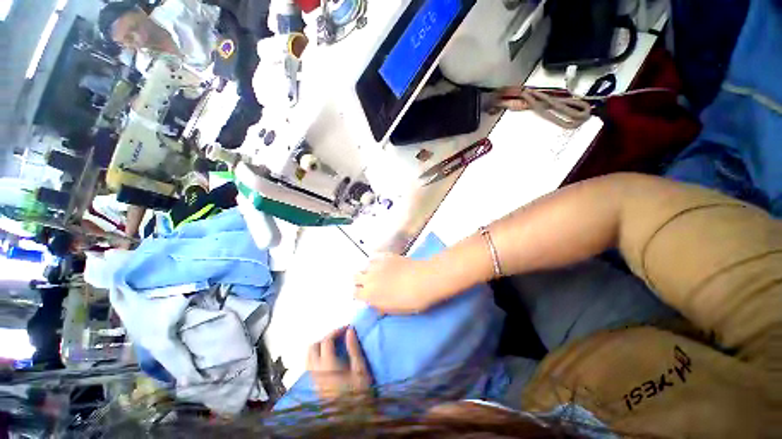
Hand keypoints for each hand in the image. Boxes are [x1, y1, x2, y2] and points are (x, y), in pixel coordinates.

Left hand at [307, 327, 371, 401]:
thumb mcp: (360, 368)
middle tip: (339, 337)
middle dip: (325, 338)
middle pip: (313, 347)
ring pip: (308, 357)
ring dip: (319, 347)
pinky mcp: (315, 387)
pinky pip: (310, 366)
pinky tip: (330, 359)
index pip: (326, 340)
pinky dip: (317, 357)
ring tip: (335, 346)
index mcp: (328, 365)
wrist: (353, 420)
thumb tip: (349, 330)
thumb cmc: (359, 392)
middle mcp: (317, 371)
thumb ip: (353, 348)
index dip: (336, 331)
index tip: (347, 328)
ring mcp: (314, 380)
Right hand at [354, 254, 440, 313]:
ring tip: (377, 273)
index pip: (355, 293)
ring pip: (364, 266)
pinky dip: (375, 261)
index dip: (359, 294)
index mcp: (369, 294)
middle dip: (360, 280)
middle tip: (369, 283)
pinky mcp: (385, 256)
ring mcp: (377, 265)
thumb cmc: (410, 300)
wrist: (423, 280)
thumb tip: (374, 303)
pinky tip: (383, 264)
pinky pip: (374, 257)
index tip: (365, 295)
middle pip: (355, 276)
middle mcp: (369, 278)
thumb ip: (379, 306)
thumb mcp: (393, 310)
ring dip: (368, 270)